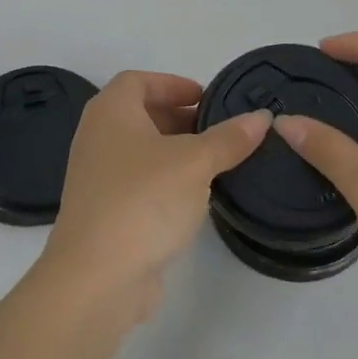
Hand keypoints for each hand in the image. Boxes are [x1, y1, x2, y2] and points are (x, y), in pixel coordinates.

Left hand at [40, 71, 270, 318]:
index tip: (206, 97)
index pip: (137, 81)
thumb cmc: (143, 200)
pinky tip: (193, 198)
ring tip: (214, 162)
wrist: (96, 277)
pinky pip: (138, 183)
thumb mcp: (195, 163)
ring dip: (175, 152)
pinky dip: (165, 181)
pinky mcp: (105, 213)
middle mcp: (97, 138)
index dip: (172, 83)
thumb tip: (261, 117)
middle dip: (179, 118)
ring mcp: (97, 178)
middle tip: (218, 130)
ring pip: (141, 152)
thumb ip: (228, 138)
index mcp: (110, 113)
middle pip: (139, 115)